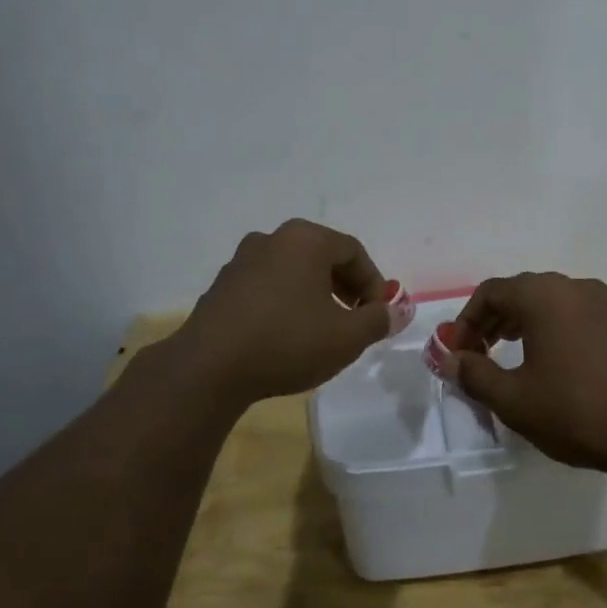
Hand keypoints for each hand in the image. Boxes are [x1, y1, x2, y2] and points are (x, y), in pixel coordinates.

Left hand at [171, 220, 392, 404]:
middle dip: (345, 286)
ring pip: (292, 270)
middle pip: (321, 256)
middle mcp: (272, 239)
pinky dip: (285, 301)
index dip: (373, 282)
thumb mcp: (347, 337)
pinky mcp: (221, 286)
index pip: (353, 251)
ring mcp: (241, 260)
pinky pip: (266, 285)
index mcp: (305, 240)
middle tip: (356, 318)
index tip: (379, 313)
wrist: (209, 368)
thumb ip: (378, 320)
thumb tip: (397, 311)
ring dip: (315, 294)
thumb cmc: (287, 342)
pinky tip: (286, 334)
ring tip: (322, 328)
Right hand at [452, 272, 606, 472]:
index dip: (467, 320)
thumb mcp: (514, 400)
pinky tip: (563, 364)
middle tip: (481, 354)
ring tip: (516, 356)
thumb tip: (450, 359)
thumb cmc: (577, 411)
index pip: (490, 292)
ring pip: (555, 302)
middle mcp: (575, 287)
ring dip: (528, 323)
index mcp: (543, 296)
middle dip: (495, 320)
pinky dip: (561, 331)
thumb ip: (474, 374)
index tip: (459, 352)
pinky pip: (583, 317)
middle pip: (523, 292)